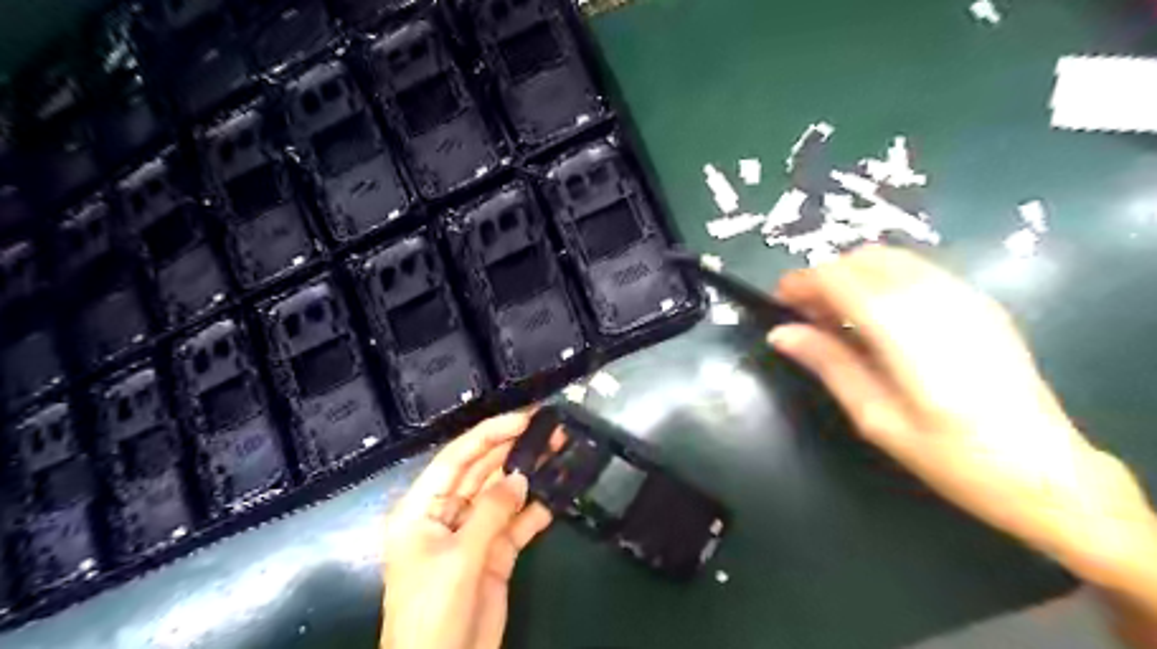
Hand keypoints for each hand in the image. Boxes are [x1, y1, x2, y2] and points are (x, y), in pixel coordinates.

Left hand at [383, 414, 551, 648]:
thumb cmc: (432, 611)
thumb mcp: (458, 557)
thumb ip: (490, 512)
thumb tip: (521, 476)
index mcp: (422, 508)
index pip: (456, 458)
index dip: (489, 434)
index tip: (524, 418)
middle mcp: (447, 513)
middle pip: (483, 470)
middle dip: (515, 449)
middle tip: (550, 429)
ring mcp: (473, 532)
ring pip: (504, 493)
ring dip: (530, 473)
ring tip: (560, 450)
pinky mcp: (495, 552)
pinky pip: (518, 521)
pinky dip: (537, 507)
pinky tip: (559, 490)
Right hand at [765, 245, 1156, 582]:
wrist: (1045, 472)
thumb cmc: (948, 454)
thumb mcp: (875, 416)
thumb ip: (827, 363)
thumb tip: (780, 333)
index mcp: (905, 329)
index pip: (839, 278)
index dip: (801, 282)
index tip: (779, 302)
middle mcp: (936, 298)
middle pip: (863, 259)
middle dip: (825, 277)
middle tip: (806, 315)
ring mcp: (965, 295)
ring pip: (891, 258)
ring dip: (853, 276)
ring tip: (838, 316)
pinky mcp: (981, 301)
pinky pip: (917, 270)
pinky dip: (882, 280)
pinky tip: (879, 318)